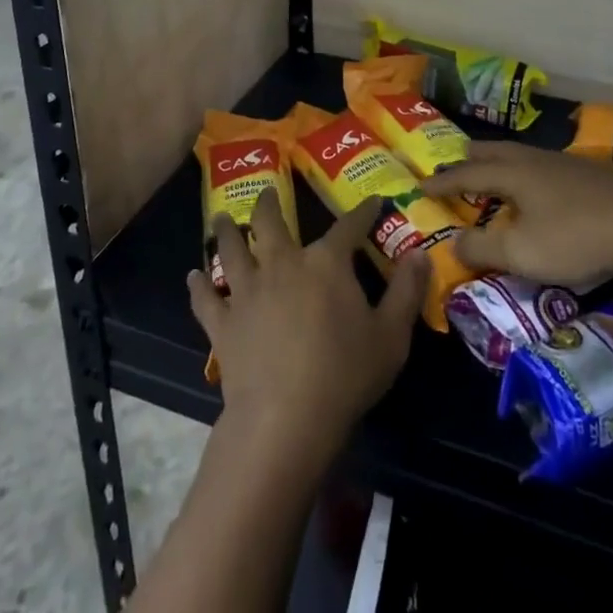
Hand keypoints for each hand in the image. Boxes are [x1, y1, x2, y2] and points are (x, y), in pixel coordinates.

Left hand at [188, 190, 428, 458]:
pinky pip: (205, 298)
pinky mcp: (223, 322)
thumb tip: (420, 254)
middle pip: (270, 222)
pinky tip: (192, 276)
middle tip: (267, 194)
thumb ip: (407, 292)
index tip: (371, 201)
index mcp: (325, 263)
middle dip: (270, 204)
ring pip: (231, 249)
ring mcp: (247, 290)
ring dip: (225, 231)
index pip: (348, 227)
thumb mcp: (391, 336)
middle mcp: (282, 263)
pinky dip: (198, 285)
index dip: (362, 212)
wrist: (285, 418)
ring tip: (220, 218)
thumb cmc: (345, 375)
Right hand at [424, 139, 612, 284]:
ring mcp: (566, 163)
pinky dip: (528, 171)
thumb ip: (483, 247)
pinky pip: (545, 164)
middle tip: (456, 164)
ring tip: (495, 172)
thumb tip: (453, 241)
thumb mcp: (523, 253)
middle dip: (471, 159)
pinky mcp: (592, 173)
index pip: (467, 173)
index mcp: (513, 173)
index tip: (421, 183)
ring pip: (522, 154)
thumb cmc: (577, 237)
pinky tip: (542, 186)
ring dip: (500, 162)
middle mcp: (534, 160)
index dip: (443, 180)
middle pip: (494, 151)